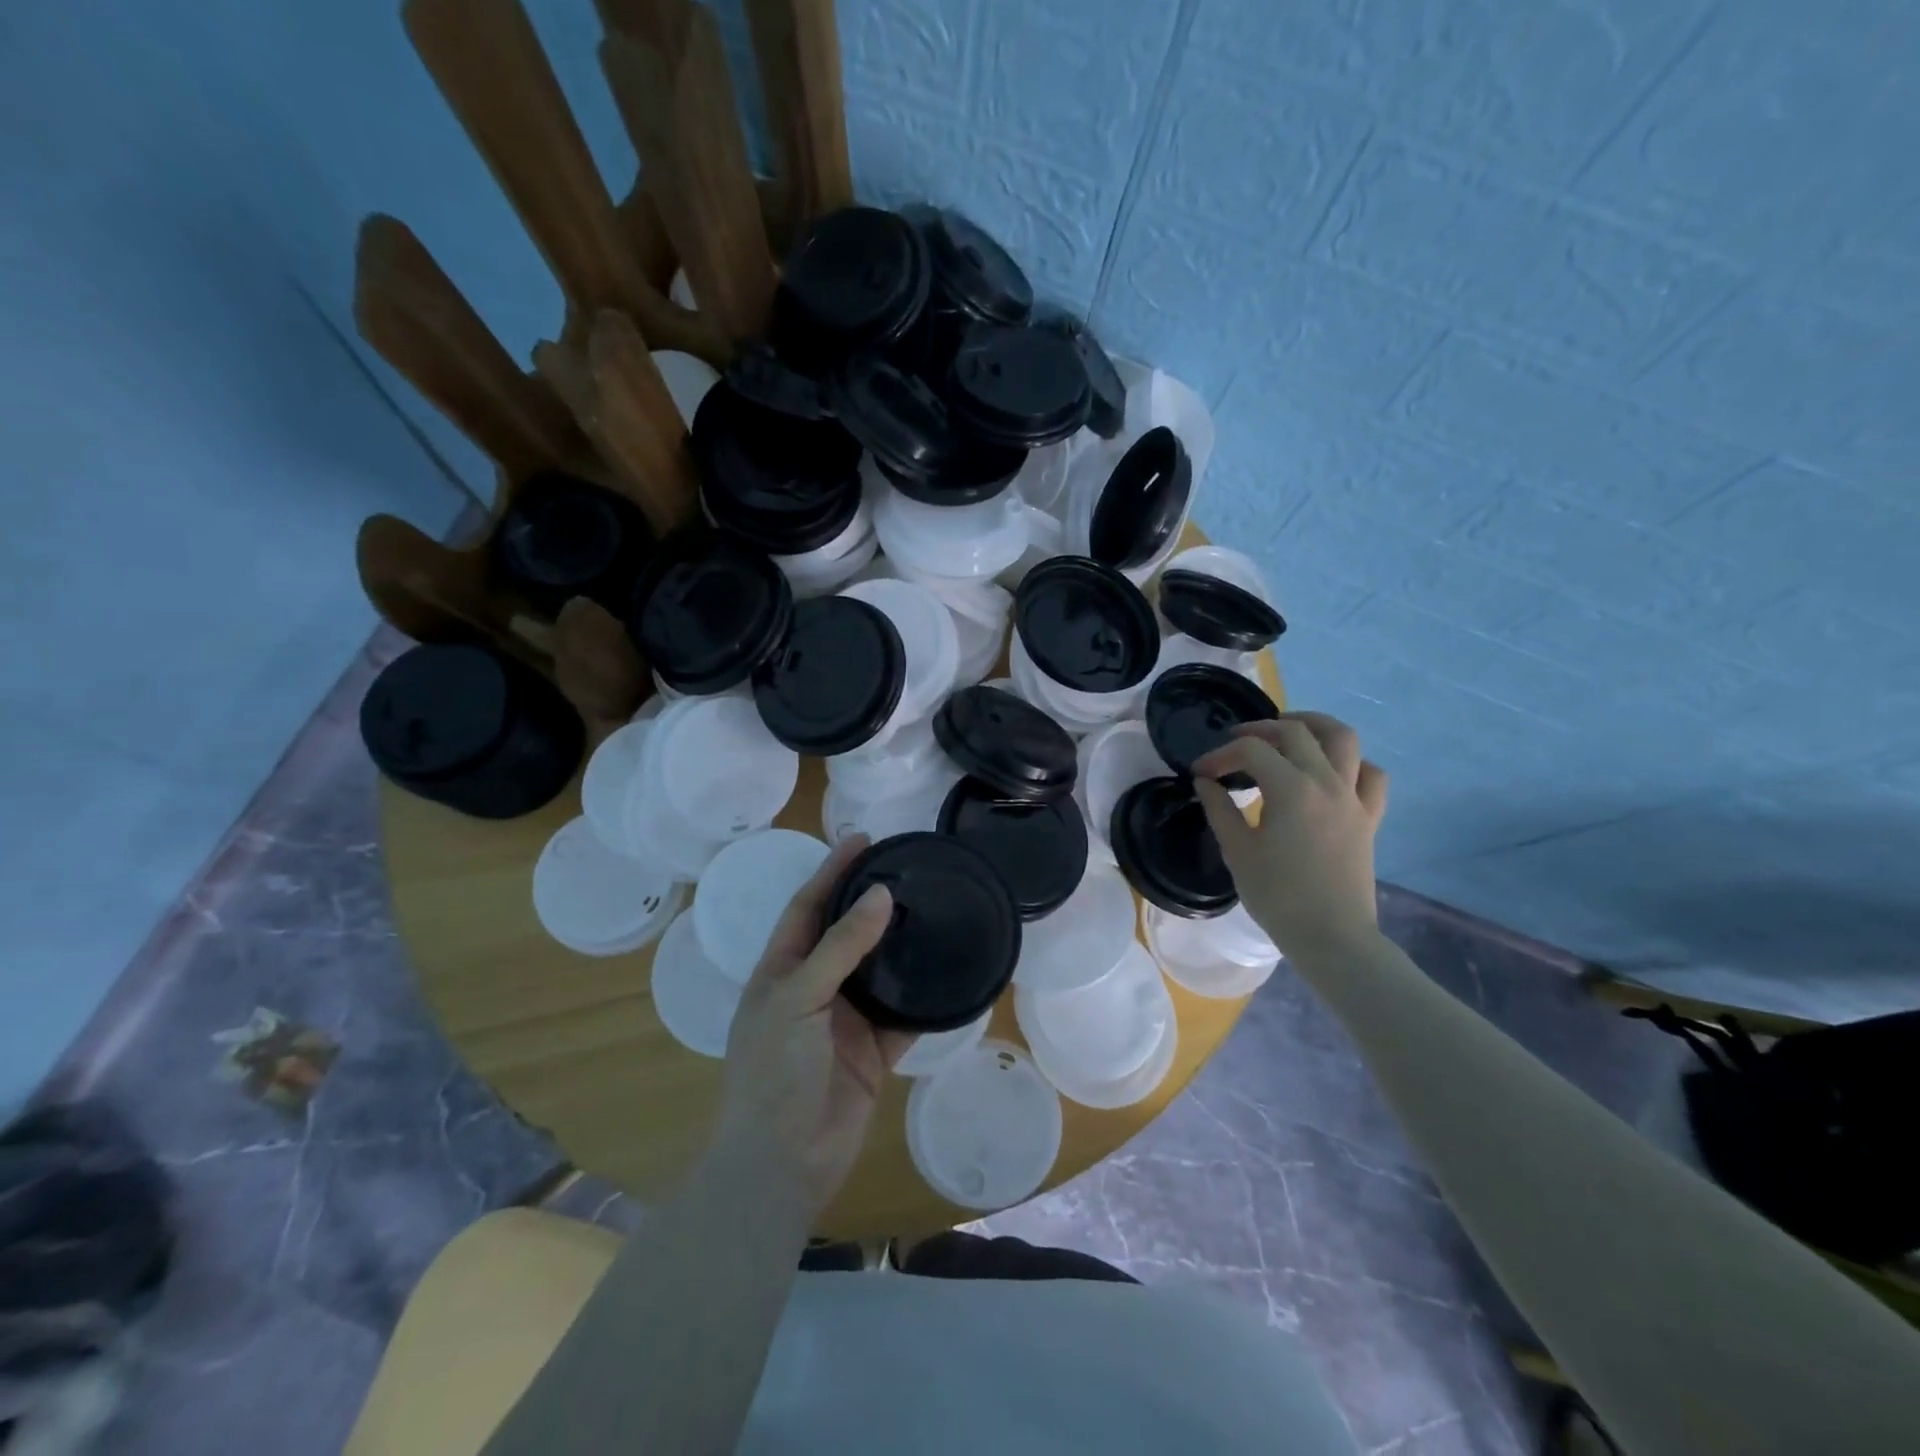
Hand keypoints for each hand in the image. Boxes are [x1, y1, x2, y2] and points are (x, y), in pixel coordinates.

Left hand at [716, 836, 914, 1213]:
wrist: (783, 1163)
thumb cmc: (774, 1071)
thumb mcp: (797, 998)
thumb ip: (841, 947)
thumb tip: (881, 894)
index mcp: (782, 970)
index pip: (808, 906)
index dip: (832, 871)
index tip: (862, 839)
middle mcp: (813, 988)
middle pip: (846, 933)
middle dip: (871, 901)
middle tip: (908, 867)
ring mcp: (844, 1020)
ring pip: (879, 970)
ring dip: (901, 944)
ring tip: (933, 907)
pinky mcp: (873, 1051)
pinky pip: (905, 1014)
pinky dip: (925, 997)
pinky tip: (949, 971)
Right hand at [1193, 712, 1389, 964]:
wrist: (1332, 937)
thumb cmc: (1278, 896)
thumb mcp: (1238, 851)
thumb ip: (1219, 809)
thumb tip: (1206, 782)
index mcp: (1291, 790)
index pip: (1252, 751)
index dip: (1221, 755)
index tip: (1201, 772)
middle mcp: (1326, 782)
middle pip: (1295, 733)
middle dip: (1260, 730)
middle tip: (1235, 744)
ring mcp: (1353, 798)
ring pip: (1343, 738)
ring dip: (1313, 725)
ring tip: (1289, 731)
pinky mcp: (1369, 817)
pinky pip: (1371, 775)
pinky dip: (1352, 763)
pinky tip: (1331, 772)